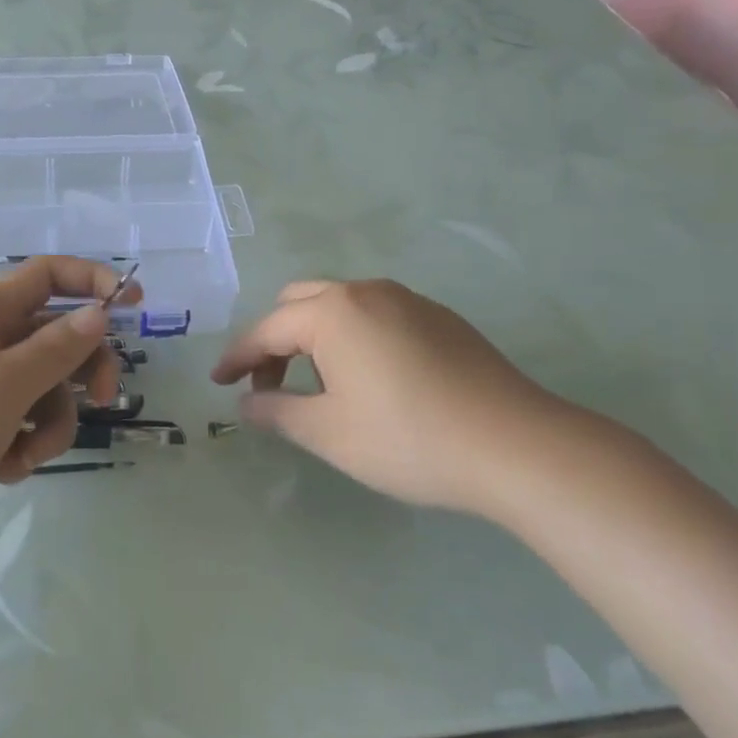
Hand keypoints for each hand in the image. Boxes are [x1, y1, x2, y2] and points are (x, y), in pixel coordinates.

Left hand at [0, 257, 139, 559]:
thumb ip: (57, 348)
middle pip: (54, 336)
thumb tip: (98, 312)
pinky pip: (15, 423)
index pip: (48, 275)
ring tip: (25, 456)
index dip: (92, 280)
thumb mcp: (5, 384)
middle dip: (83, 370)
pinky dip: (18, 446)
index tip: (133, 303)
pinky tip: (1, 470)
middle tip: (106, 400)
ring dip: (49, 424)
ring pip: (40, 388)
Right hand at [211, 279, 576, 517]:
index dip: (238, 357)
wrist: (518, 446)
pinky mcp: (439, 317)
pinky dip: (353, 338)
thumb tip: (248, 402)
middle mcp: (365, 292)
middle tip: (270, 385)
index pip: (267, 329)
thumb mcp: (330, 433)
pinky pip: (376, 315)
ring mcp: (407, 300)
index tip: (219, 383)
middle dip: (275, 341)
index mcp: (332, 312)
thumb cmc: (409, 439)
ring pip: (340, 306)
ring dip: (314, 338)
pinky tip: (371, 380)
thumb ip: (277, 411)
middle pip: (300, 303)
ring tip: (321, 387)